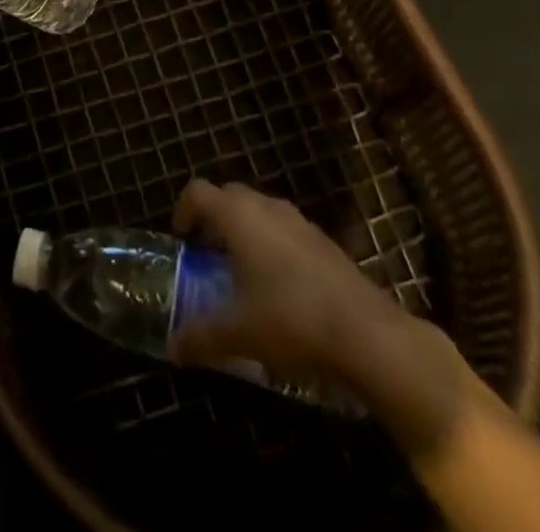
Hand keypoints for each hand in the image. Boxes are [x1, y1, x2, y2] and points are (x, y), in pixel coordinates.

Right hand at [171, 179, 469, 454]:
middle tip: (206, 255)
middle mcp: (266, 206)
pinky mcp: (323, 242)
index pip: (198, 192)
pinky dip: (272, 246)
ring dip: (245, 232)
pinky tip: (278, 289)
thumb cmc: (290, 318)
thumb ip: (201, 336)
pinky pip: (285, 231)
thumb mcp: (238, 333)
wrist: (367, 333)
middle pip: (229, 196)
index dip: (183, 210)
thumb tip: (172, 348)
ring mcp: (299, 221)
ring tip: (241, 274)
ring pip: (260, 212)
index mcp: (238, 215)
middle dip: (214, 220)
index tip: (181, 240)